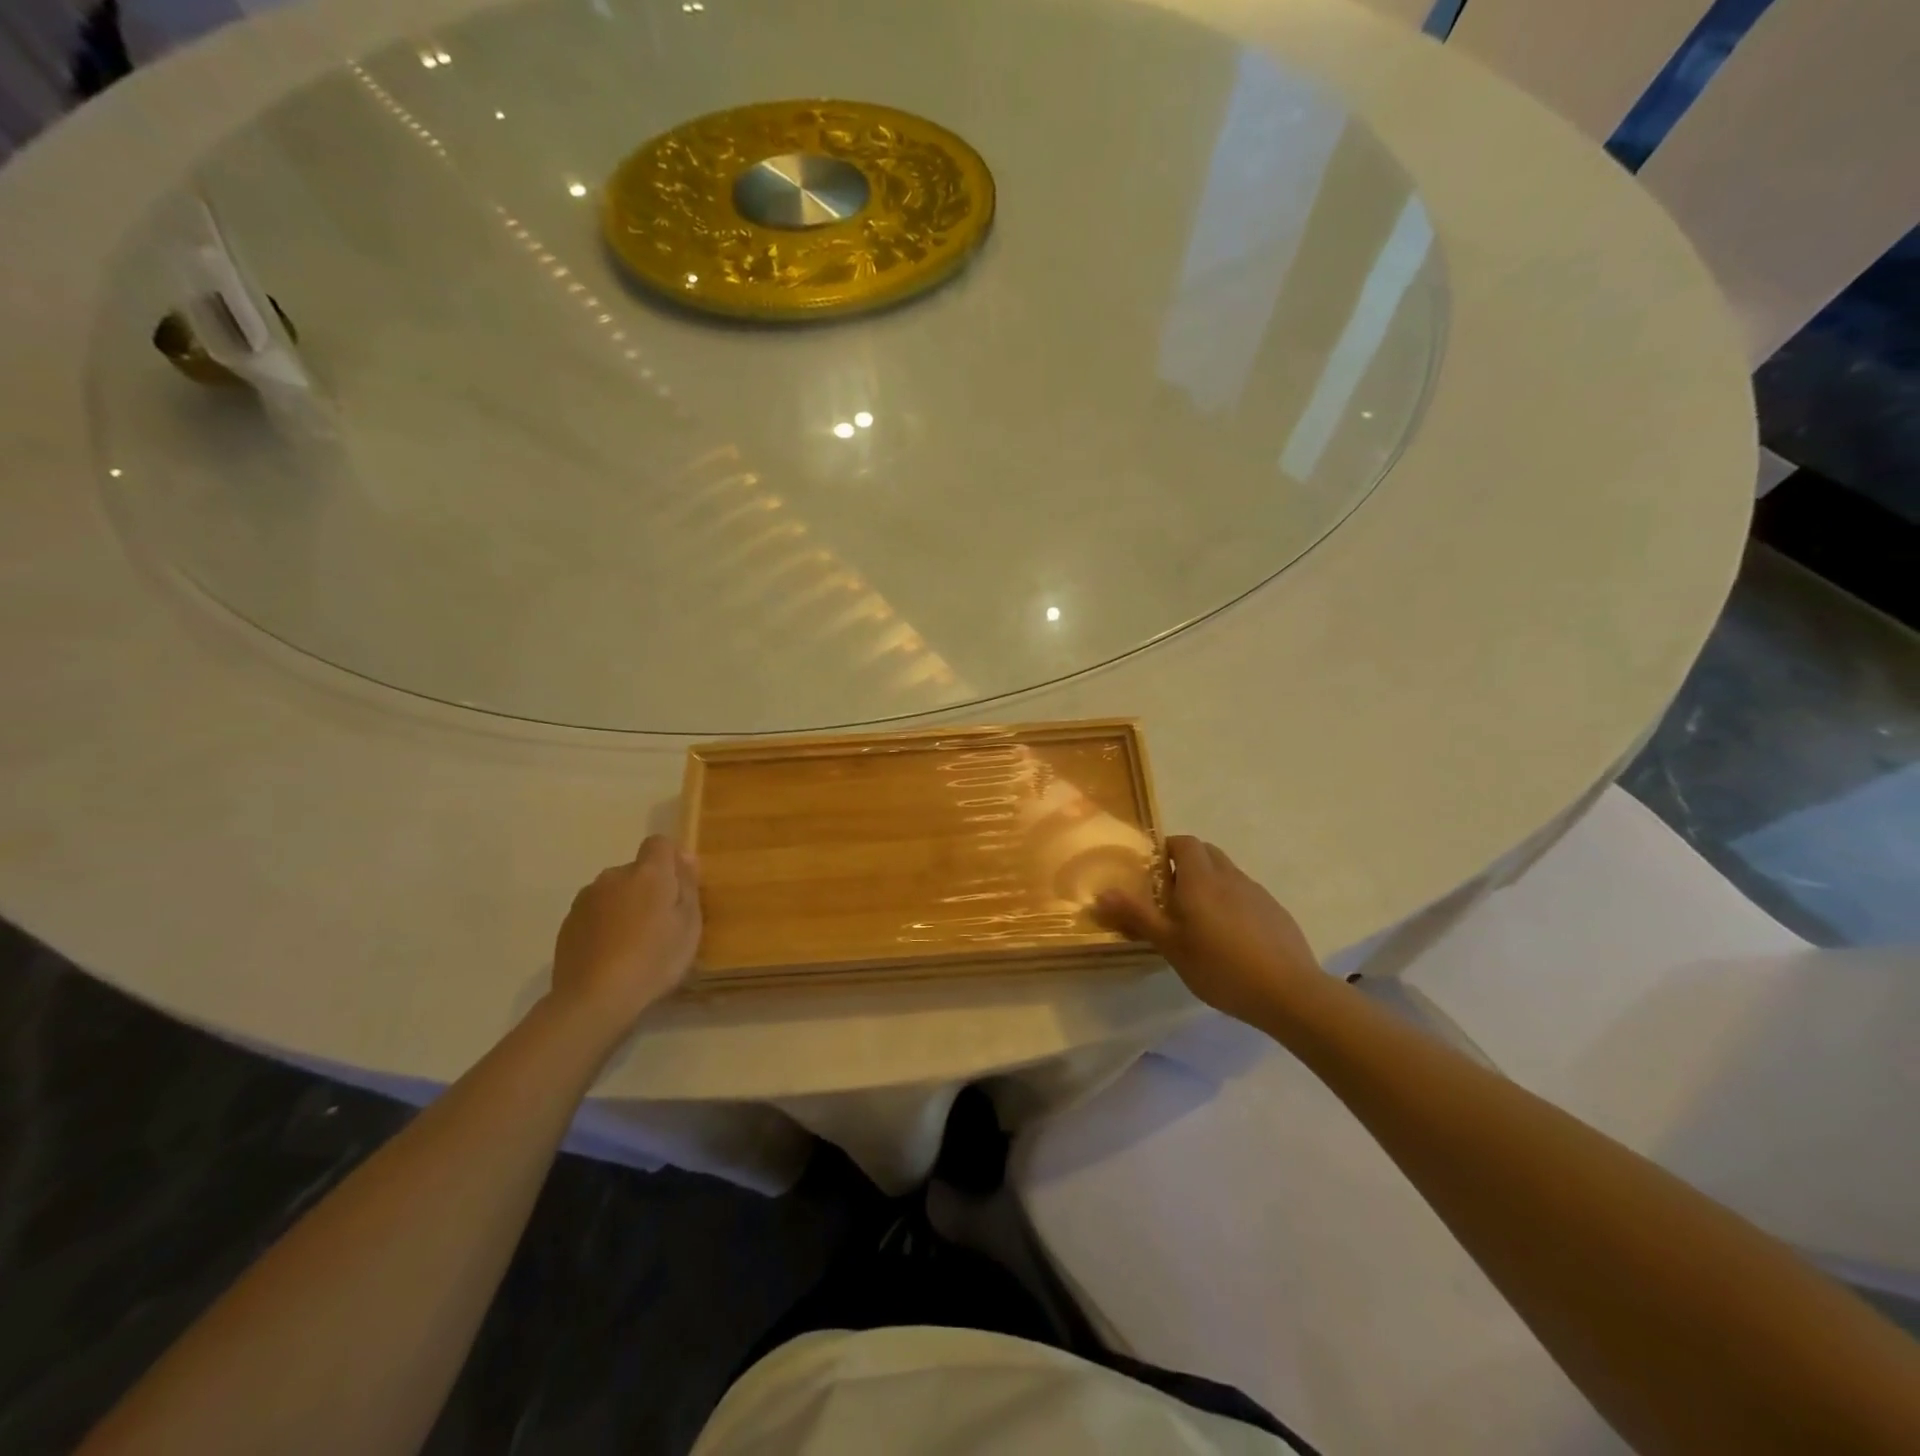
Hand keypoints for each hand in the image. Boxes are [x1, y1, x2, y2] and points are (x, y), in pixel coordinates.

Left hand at [551, 836, 700, 1032]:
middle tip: (661, 924)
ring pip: (614, 892)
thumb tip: (685, 856)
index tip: (679, 887)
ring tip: (633, 943)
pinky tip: (611, 955)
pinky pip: (595, 913)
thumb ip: (688, 885)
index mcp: (648, 873)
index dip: (671, 859)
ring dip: (625, 905)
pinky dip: (605, 925)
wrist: (594, 999)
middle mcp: (614, 876)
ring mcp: (586, 899)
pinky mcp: (568, 923)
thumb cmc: (654, 960)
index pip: (659, 843)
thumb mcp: (689, 925)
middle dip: (649, 887)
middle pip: (637, 870)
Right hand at [1093, 835, 1323, 1026]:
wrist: (1289, 992)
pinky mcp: (1274, 911)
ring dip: (1209, 883)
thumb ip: (1137, 916)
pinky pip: (1245, 894)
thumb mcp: (1170, 945)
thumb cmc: (1220, 966)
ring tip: (1197, 920)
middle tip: (1169, 895)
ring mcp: (1256, 892)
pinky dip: (1230, 902)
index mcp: (1200, 878)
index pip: (1183, 842)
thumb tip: (1102, 893)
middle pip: (1206, 852)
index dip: (1166, 849)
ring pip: (1226, 873)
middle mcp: (1229, 876)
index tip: (1152, 872)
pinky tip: (1229, 938)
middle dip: (1185, 863)